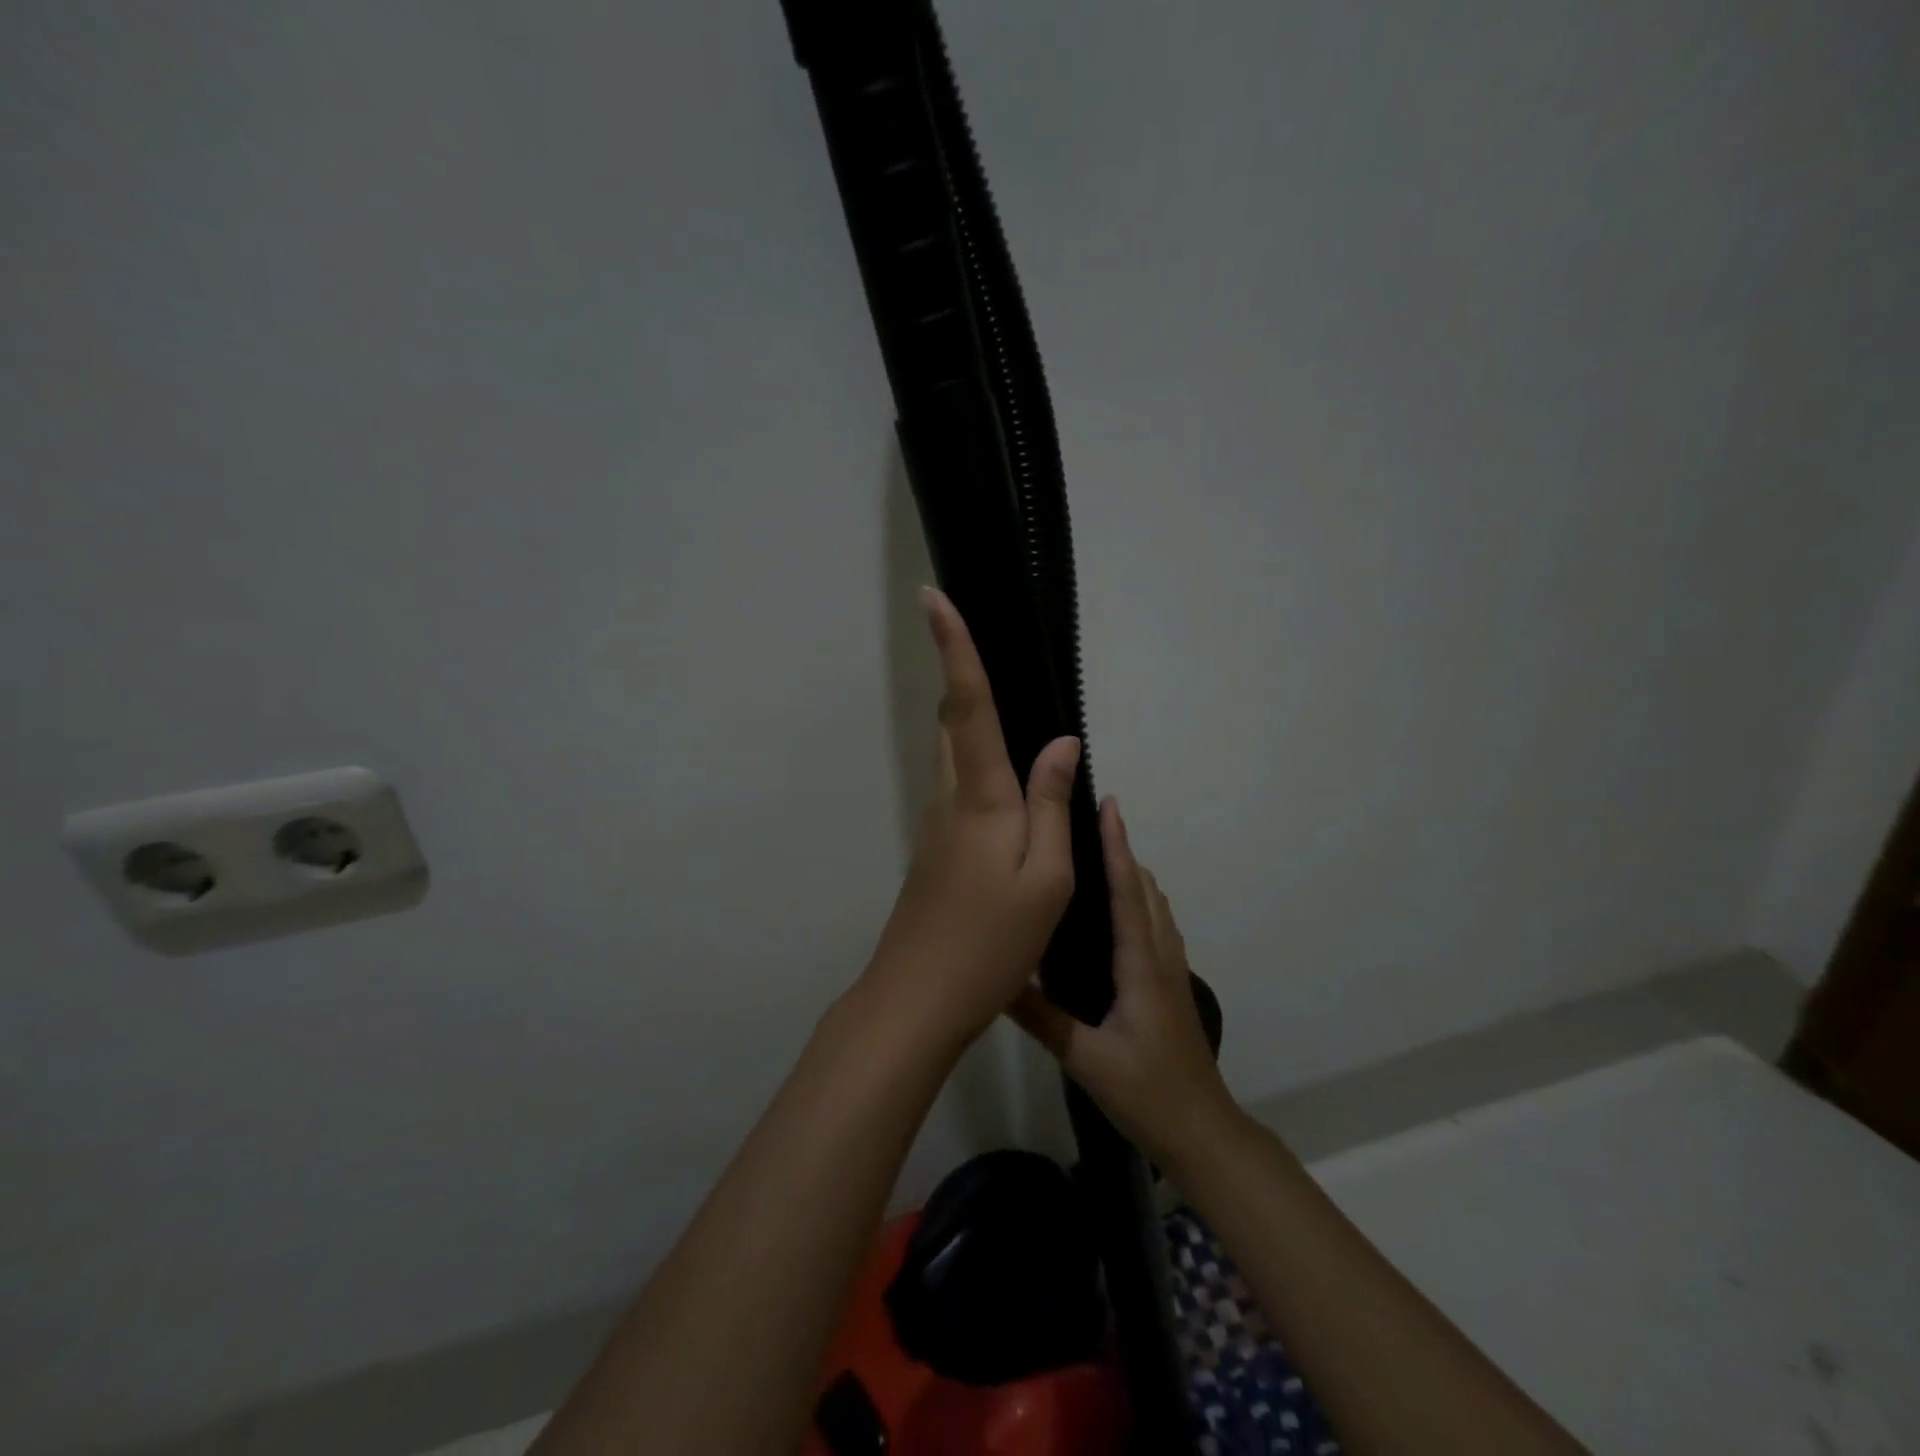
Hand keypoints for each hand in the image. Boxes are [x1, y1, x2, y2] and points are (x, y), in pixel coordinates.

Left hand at [855, 588, 1081, 1053]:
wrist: (918, 999)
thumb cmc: (990, 942)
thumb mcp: (1046, 879)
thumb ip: (1051, 805)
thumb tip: (1060, 743)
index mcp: (982, 797)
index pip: (969, 704)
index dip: (955, 647)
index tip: (931, 596)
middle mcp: (952, 799)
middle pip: (955, 721)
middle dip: (963, 675)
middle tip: (982, 639)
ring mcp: (938, 826)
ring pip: (957, 756)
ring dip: (974, 722)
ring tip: (1011, 704)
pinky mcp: (937, 851)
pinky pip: (964, 791)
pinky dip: (984, 769)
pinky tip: (1012, 791)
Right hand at [1008, 799, 1238, 1167]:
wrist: (1202, 1131)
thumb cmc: (1147, 1092)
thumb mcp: (1086, 1059)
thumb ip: (1042, 1018)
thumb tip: (997, 977)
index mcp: (1140, 965)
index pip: (1127, 892)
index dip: (1116, 846)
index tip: (1108, 805)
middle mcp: (1159, 956)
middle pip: (1144, 889)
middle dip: (1122, 850)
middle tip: (1089, 820)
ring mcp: (1170, 971)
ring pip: (1154, 906)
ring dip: (1132, 873)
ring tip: (1098, 855)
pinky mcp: (1171, 985)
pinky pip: (1156, 926)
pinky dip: (1139, 901)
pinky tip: (1116, 912)